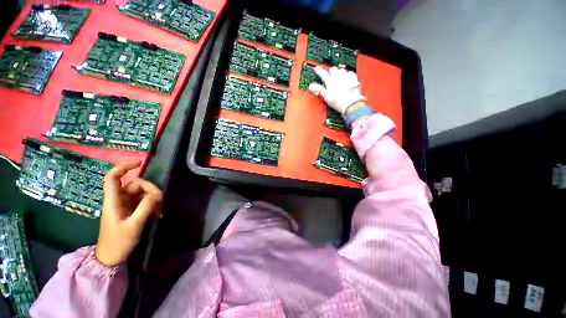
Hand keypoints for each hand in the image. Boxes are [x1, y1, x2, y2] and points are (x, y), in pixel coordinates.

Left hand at [96, 161, 162, 266]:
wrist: (111, 257)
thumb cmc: (119, 242)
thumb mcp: (135, 224)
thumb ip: (146, 207)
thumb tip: (157, 193)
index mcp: (113, 201)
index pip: (113, 177)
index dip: (124, 167)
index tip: (139, 163)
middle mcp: (118, 200)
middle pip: (134, 184)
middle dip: (149, 188)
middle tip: (161, 199)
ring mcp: (124, 205)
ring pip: (140, 192)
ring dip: (152, 197)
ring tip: (160, 208)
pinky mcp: (129, 210)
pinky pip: (142, 201)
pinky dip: (151, 203)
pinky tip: (157, 211)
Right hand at [308, 66, 365, 114]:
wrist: (351, 103)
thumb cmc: (338, 101)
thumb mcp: (326, 96)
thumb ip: (318, 90)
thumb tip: (311, 86)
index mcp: (330, 81)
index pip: (322, 73)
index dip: (318, 71)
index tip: (317, 69)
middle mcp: (338, 77)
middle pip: (333, 69)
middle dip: (330, 70)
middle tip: (328, 72)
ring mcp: (346, 77)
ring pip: (341, 69)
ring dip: (338, 70)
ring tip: (337, 73)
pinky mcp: (353, 79)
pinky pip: (350, 72)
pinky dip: (347, 73)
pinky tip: (347, 75)